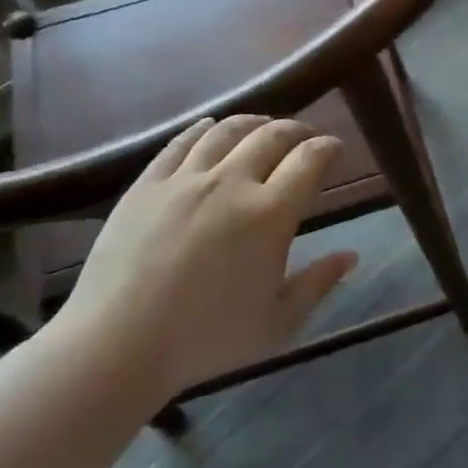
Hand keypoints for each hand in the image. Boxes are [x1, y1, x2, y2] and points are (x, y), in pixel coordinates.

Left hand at [55, 115, 356, 406]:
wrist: (116, 345)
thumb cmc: (205, 338)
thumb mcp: (277, 321)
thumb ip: (318, 283)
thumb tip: (351, 256)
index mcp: (270, 214)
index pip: (309, 160)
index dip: (328, 148)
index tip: (336, 148)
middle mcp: (231, 183)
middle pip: (272, 135)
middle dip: (298, 130)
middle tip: (307, 137)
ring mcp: (185, 179)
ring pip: (227, 131)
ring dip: (255, 122)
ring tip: (264, 125)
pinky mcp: (147, 184)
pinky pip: (181, 142)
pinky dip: (204, 129)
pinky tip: (211, 128)